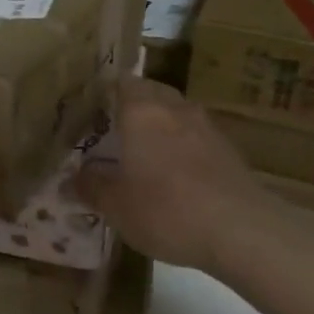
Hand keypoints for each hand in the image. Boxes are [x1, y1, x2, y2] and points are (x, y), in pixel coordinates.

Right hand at [74, 79, 275, 275]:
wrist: (241, 230)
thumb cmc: (166, 210)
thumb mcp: (116, 206)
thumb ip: (91, 187)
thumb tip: (72, 179)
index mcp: (141, 112)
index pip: (121, 82)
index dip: (105, 91)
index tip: (90, 107)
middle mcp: (175, 109)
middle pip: (151, 93)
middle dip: (133, 106)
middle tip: (113, 129)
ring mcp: (207, 127)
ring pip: (177, 114)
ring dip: (161, 125)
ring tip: (144, 151)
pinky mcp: (229, 150)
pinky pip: (196, 137)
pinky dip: (183, 147)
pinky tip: (176, 174)